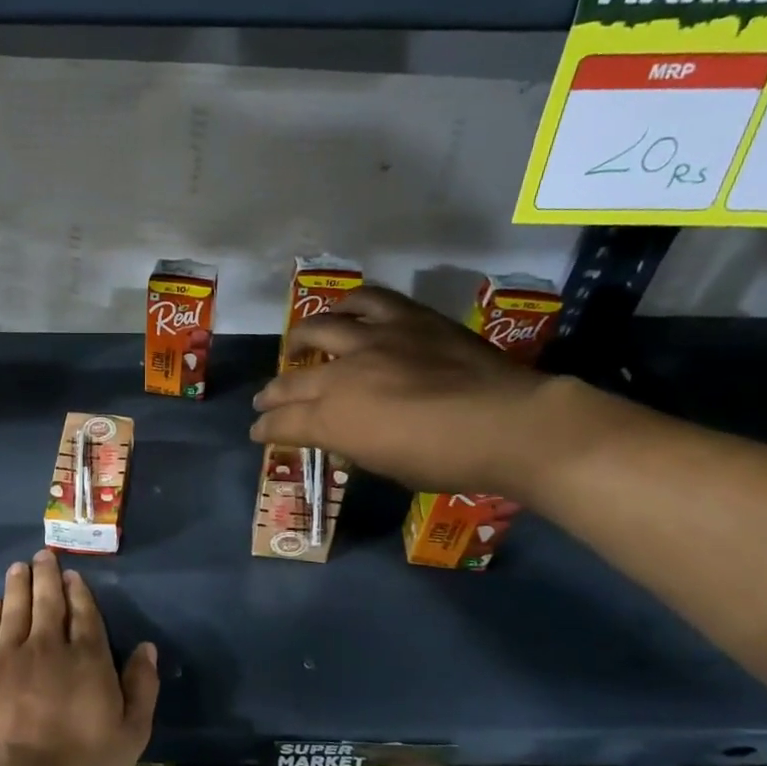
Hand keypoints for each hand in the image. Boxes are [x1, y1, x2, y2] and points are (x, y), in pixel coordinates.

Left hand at [0, 549, 159, 765]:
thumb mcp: (131, 733)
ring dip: (19, 585)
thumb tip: (147, 647)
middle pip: (48, 602)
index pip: (85, 614)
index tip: (73, 575)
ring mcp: (11, 656)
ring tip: (20, 567)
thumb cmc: (81, 763)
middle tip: (43, 555)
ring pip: (16, 609)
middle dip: (47, 576)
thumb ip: (142, 686)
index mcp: (88, 659)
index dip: (79, 592)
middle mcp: (49, 646)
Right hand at [250, 285, 556, 494]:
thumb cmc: (446, 461)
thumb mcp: (385, 465)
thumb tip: (340, 433)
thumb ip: (352, 443)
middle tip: (265, 400)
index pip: (284, 423)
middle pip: (293, 381)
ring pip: (320, 328)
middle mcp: (343, 375)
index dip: (266, 429)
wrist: (508, 423)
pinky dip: (348, 305)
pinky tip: (345, 310)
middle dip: (272, 393)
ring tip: (297, 344)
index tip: (258, 432)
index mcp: (334, 420)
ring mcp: (374, 340)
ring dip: (301, 339)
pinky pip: (368, 300)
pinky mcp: (406, 318)